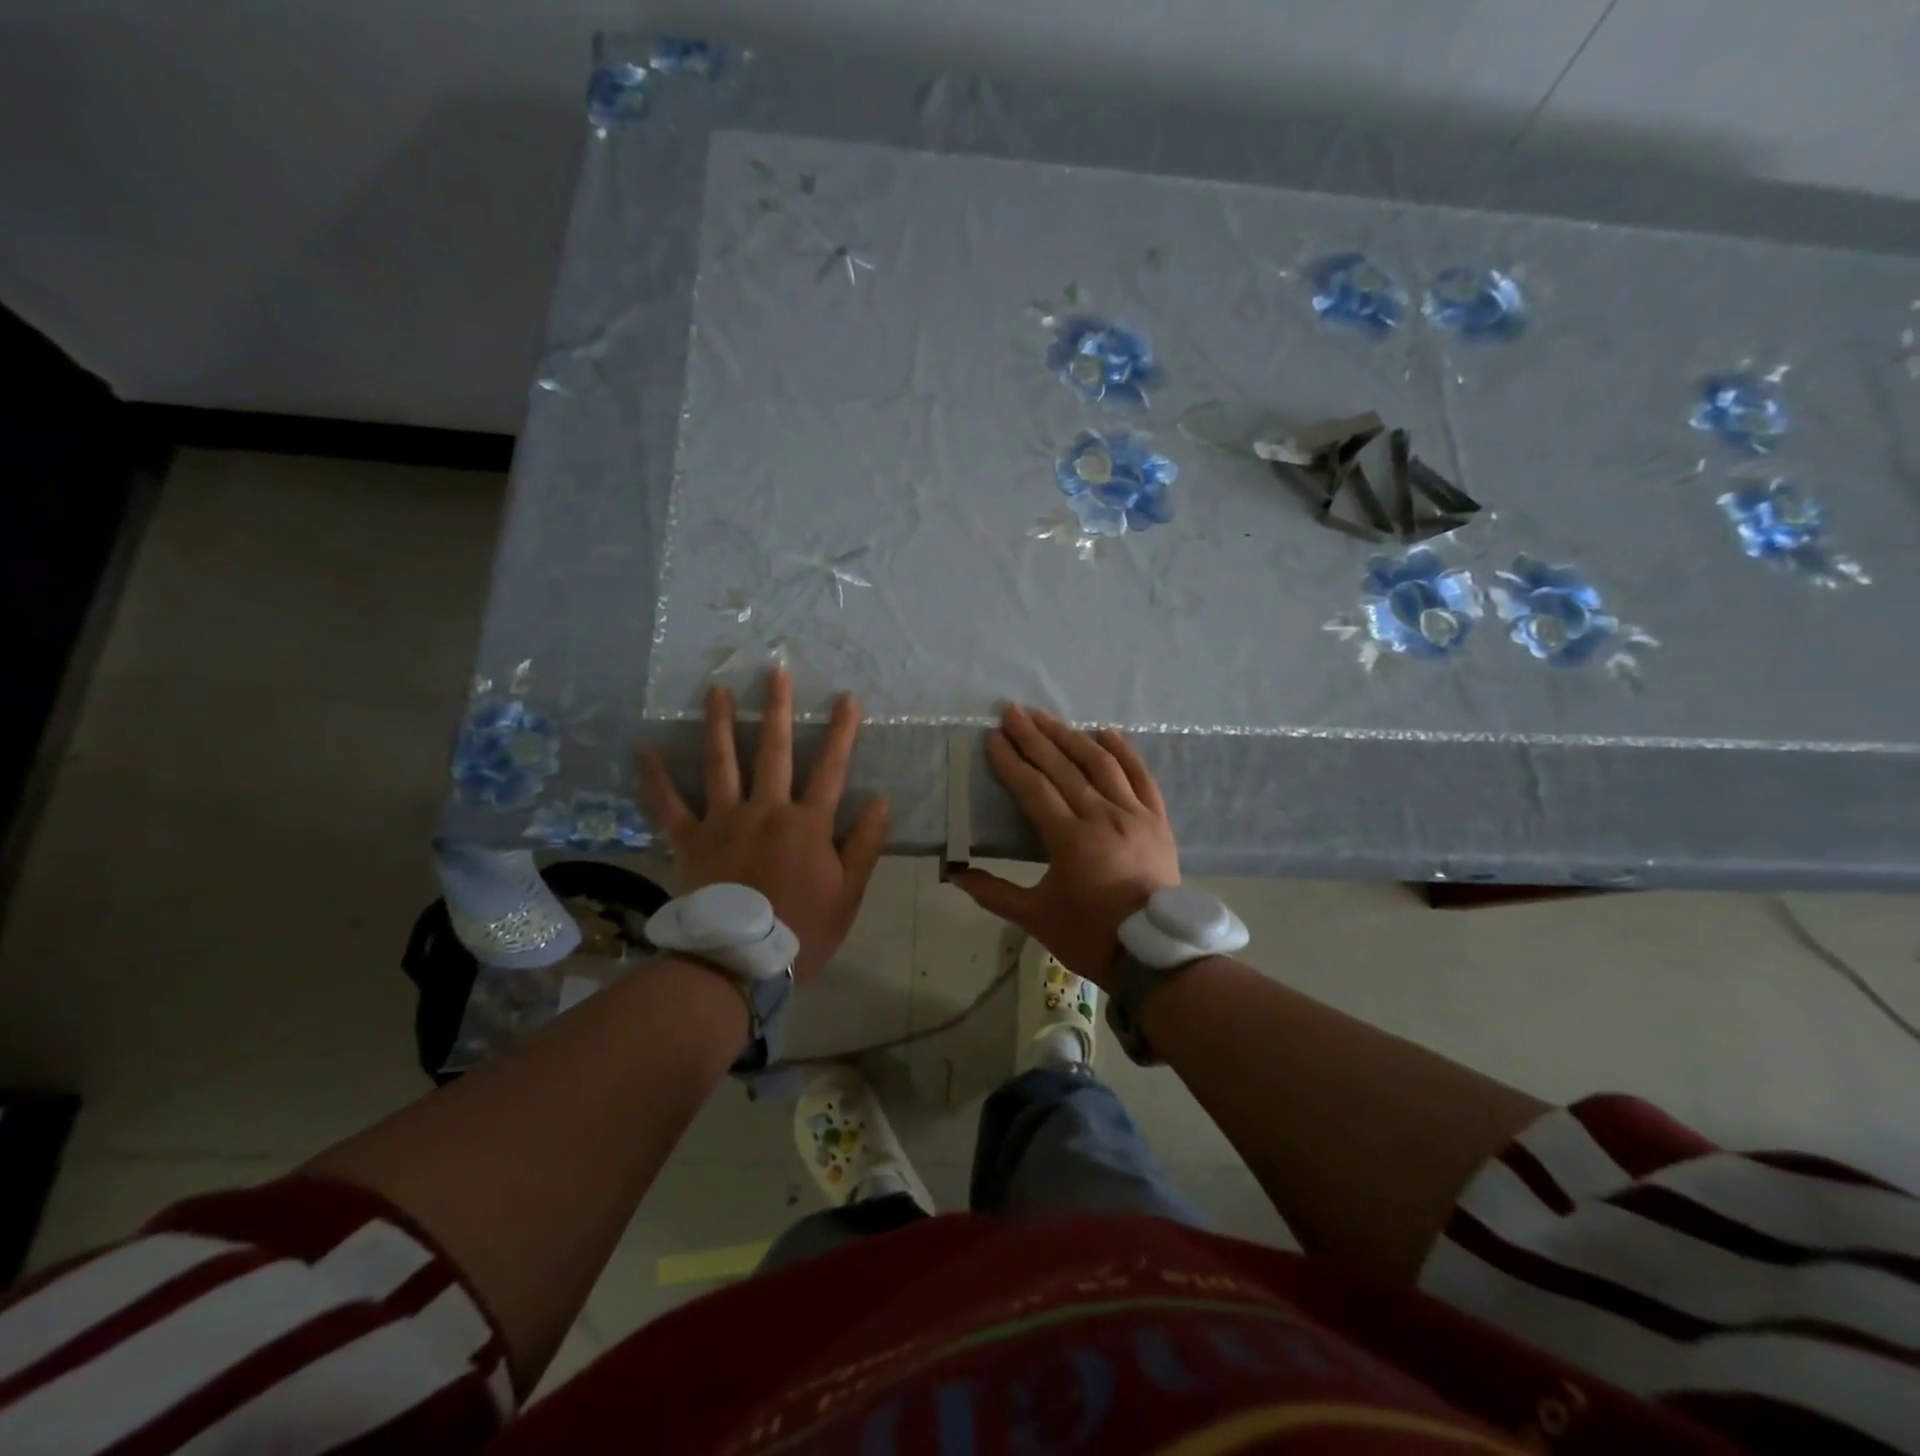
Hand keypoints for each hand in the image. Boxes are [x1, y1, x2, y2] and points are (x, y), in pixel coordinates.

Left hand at [639, 669, 887, 983]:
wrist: (741, 963)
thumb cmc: (803, 930)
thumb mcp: (849, 893)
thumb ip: (864, 844)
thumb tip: (880, 800)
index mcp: (807, 824)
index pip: (830, 768)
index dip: (841, 732)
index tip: (847, 698)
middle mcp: (766, 810)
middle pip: (773, 751)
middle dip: (777, 709)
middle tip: (775, 671)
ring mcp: (724, 821)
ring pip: (721, 763)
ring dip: (721, 723)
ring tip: (717, 689)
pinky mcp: (690, 840)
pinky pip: (669, 804)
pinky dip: (656, 777)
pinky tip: (644, 748)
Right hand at [951, 705, 1178, 989]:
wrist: (1155, 955)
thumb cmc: (1090, 935)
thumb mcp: (1036, 918)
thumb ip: (994, 893)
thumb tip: (955, 873)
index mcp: (1070, 839)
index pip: (1033, 788)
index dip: (1011, 761)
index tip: (993, 737)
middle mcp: (1102, 816)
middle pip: (1063, 766)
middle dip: (1034, 737)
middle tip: (1012, 711)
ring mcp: (1134, 814)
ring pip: (1100, 764)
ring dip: (1070, 736)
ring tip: (1046, 716)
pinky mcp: (1158, 819)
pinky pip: (1141, 776)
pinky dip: (1124, 752)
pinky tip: (1106, 732)